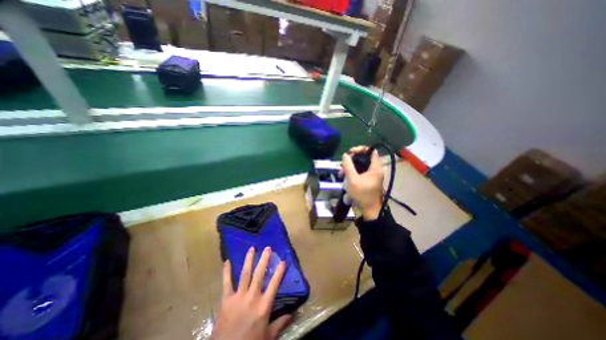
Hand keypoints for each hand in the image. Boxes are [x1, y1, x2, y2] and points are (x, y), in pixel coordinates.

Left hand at [212, 247, 290, 339]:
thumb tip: (292, 314)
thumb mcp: (268, 337)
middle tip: (267, 248)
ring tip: (251, 249)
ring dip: (249, 260)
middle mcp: (252, 297)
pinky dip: (226, 272)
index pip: (274, 284)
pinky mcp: (226, 300)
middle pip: (259, 274)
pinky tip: (227, 261)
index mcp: (264, 306)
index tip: (282, 261)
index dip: (279, 272)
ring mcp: (238, 297)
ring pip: (245, 274)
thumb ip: (279, 323)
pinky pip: (226, 283)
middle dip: (264, 259)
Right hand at [340, 145, 382, 219]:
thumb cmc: (362, 194)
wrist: (369, 209)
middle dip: (352, 160)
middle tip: (343, 165)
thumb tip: (345, 155)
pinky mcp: (368, 179)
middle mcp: (375, 169)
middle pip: (364, 157)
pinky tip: (345, 176)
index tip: (350, 152)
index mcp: (375, 167)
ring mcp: (372, 174)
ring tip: (341, 173)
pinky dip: (352, 172)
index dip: (360, 149)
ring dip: (350, 167)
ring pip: (360, 165)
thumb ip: (348, 166)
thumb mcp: (353, 179)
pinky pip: (360, 171)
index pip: (371, 150)